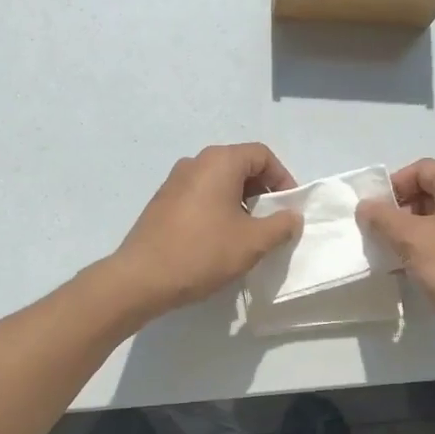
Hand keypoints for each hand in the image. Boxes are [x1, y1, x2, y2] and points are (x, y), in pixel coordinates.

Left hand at [109, 144, 302, 321]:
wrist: (142, 278)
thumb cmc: (203, 252)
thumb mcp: (252, 242)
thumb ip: (280, 225)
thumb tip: (292, 216)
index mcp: (219, 162)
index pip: (262, 155)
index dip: (282, 178)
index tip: (288, 208)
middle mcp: (196, 162)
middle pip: (240, 165)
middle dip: (261, 191)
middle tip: (272, 221)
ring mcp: (175, 180)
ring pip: (219, 180)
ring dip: (240, 201)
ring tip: (247, 233)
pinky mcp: (162, 200)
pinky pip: (200, 194)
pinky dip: (217, 207)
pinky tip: (219, 238)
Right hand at [357, 159, 434, 355]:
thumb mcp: (413, 240)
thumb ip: (384, 218)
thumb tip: (364, 206)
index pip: (422, 169)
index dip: (394, 184)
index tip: (374, 210)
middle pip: (429, 192)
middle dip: (399, 210)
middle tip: (379, 233)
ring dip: (409, 232)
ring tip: (390, 253)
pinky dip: (425, 248)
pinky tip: (409, 269)